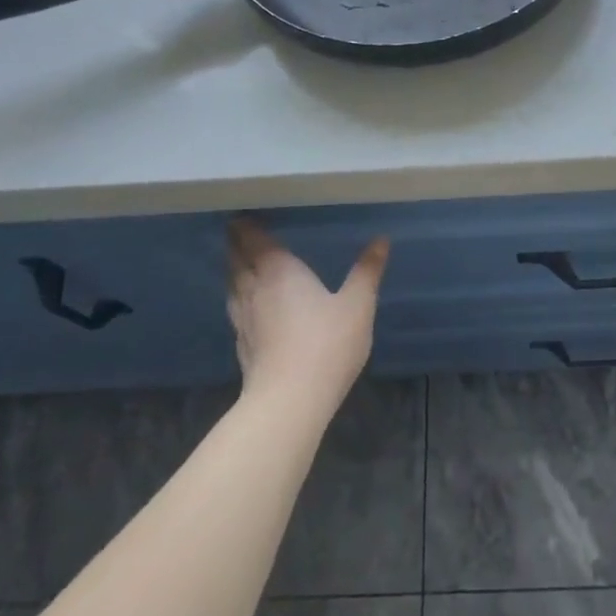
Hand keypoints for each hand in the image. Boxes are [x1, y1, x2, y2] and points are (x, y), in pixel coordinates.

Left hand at [226, 218, 388, 410]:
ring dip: (234, 271)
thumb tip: (381, 239)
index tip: (240, 215)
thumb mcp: (357, 304)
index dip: (246, 227)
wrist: (289, 401)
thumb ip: (367, 270)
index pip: (255, 241)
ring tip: (240, 263)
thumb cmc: (326, 343)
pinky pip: (235, 310)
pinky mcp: (242, 346)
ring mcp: (243, 320)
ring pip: (233, 286)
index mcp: (279, 271)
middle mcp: (255, 289)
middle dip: (236, 244)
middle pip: (238, 261)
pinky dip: (238, 298)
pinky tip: (246, 306)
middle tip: (237, 231)